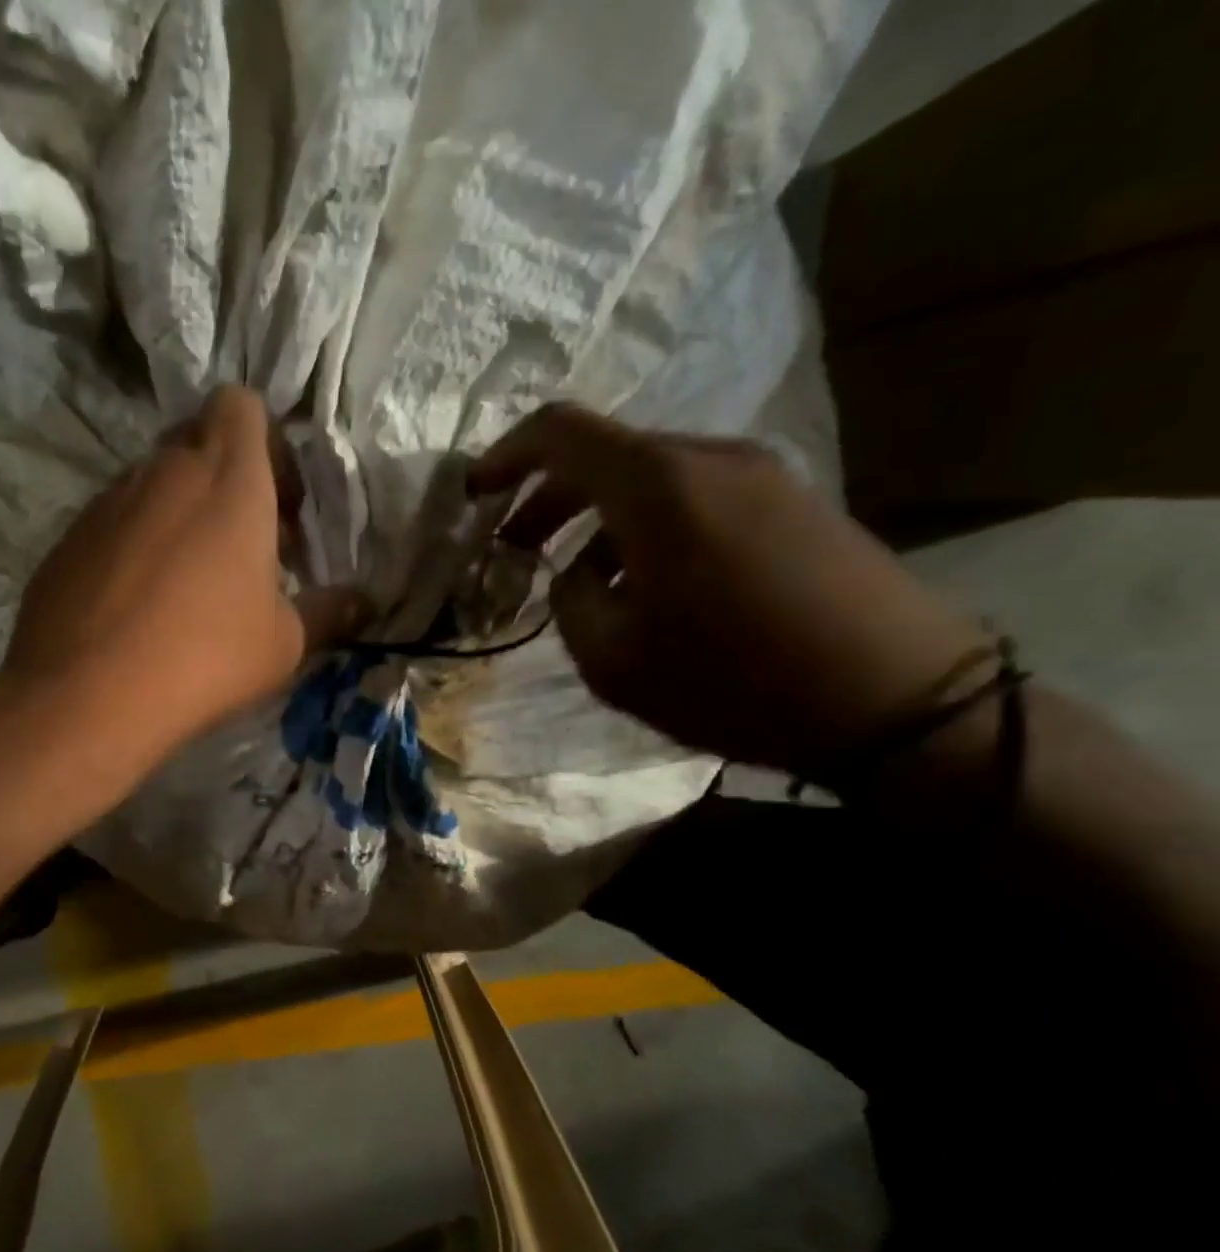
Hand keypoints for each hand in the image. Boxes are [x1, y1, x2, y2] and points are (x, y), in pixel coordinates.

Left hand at [4, 385, 366, 756]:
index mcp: (227, 479)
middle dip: (225, 478)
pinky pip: (112, 523)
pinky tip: (138, 605)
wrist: (86, 697)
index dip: (266, 442)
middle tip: (242, 544)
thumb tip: (366, 603)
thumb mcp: (284, 644)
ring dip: (178, 513)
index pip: (242, 405)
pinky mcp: (66, 539)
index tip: (279, 504)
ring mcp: (105, 502)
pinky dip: (135, 545)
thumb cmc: (205, 657)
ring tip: (188, 582)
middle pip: (196, 440)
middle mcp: (162, 472)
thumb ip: (329, 613)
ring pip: (152, 483)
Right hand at [468, 403, 990, 782]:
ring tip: (579, 578)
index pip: (559, 432)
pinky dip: (646, 524)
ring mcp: (759, 475)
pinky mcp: (792, 501)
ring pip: (649, 475)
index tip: (475, 494)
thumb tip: (575, 574)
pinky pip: (694, 494)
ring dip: (598, 515)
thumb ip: (569, 601)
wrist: (897, 699)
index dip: (504, 455)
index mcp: (655, 486)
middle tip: (513, 547)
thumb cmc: (733, 679)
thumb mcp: (613, 659)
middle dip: (546, 495)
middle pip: (605, 452)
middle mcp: (708, 458)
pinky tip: (647, 582)